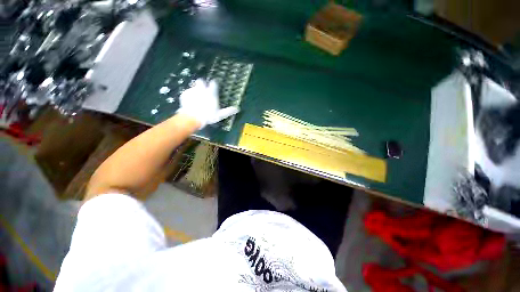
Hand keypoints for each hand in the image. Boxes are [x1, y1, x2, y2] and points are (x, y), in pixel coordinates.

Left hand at [177, 79, 238, 128]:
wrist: (192, 118)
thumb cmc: (208, 116)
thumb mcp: (220, 115)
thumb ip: (228, 111)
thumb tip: (237, 109)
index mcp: (211, 93)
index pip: (214, 83)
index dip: (214, 83)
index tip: (214, 85)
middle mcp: (201, 89)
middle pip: (201, 81)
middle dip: (202, 84)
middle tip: (203, 90)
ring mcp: (192, 91)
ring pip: (193, 87)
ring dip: (195, 91)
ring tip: (196, 100)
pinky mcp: (184, 94)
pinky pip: (187, 93)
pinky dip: (188, 97)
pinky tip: (189, 103)